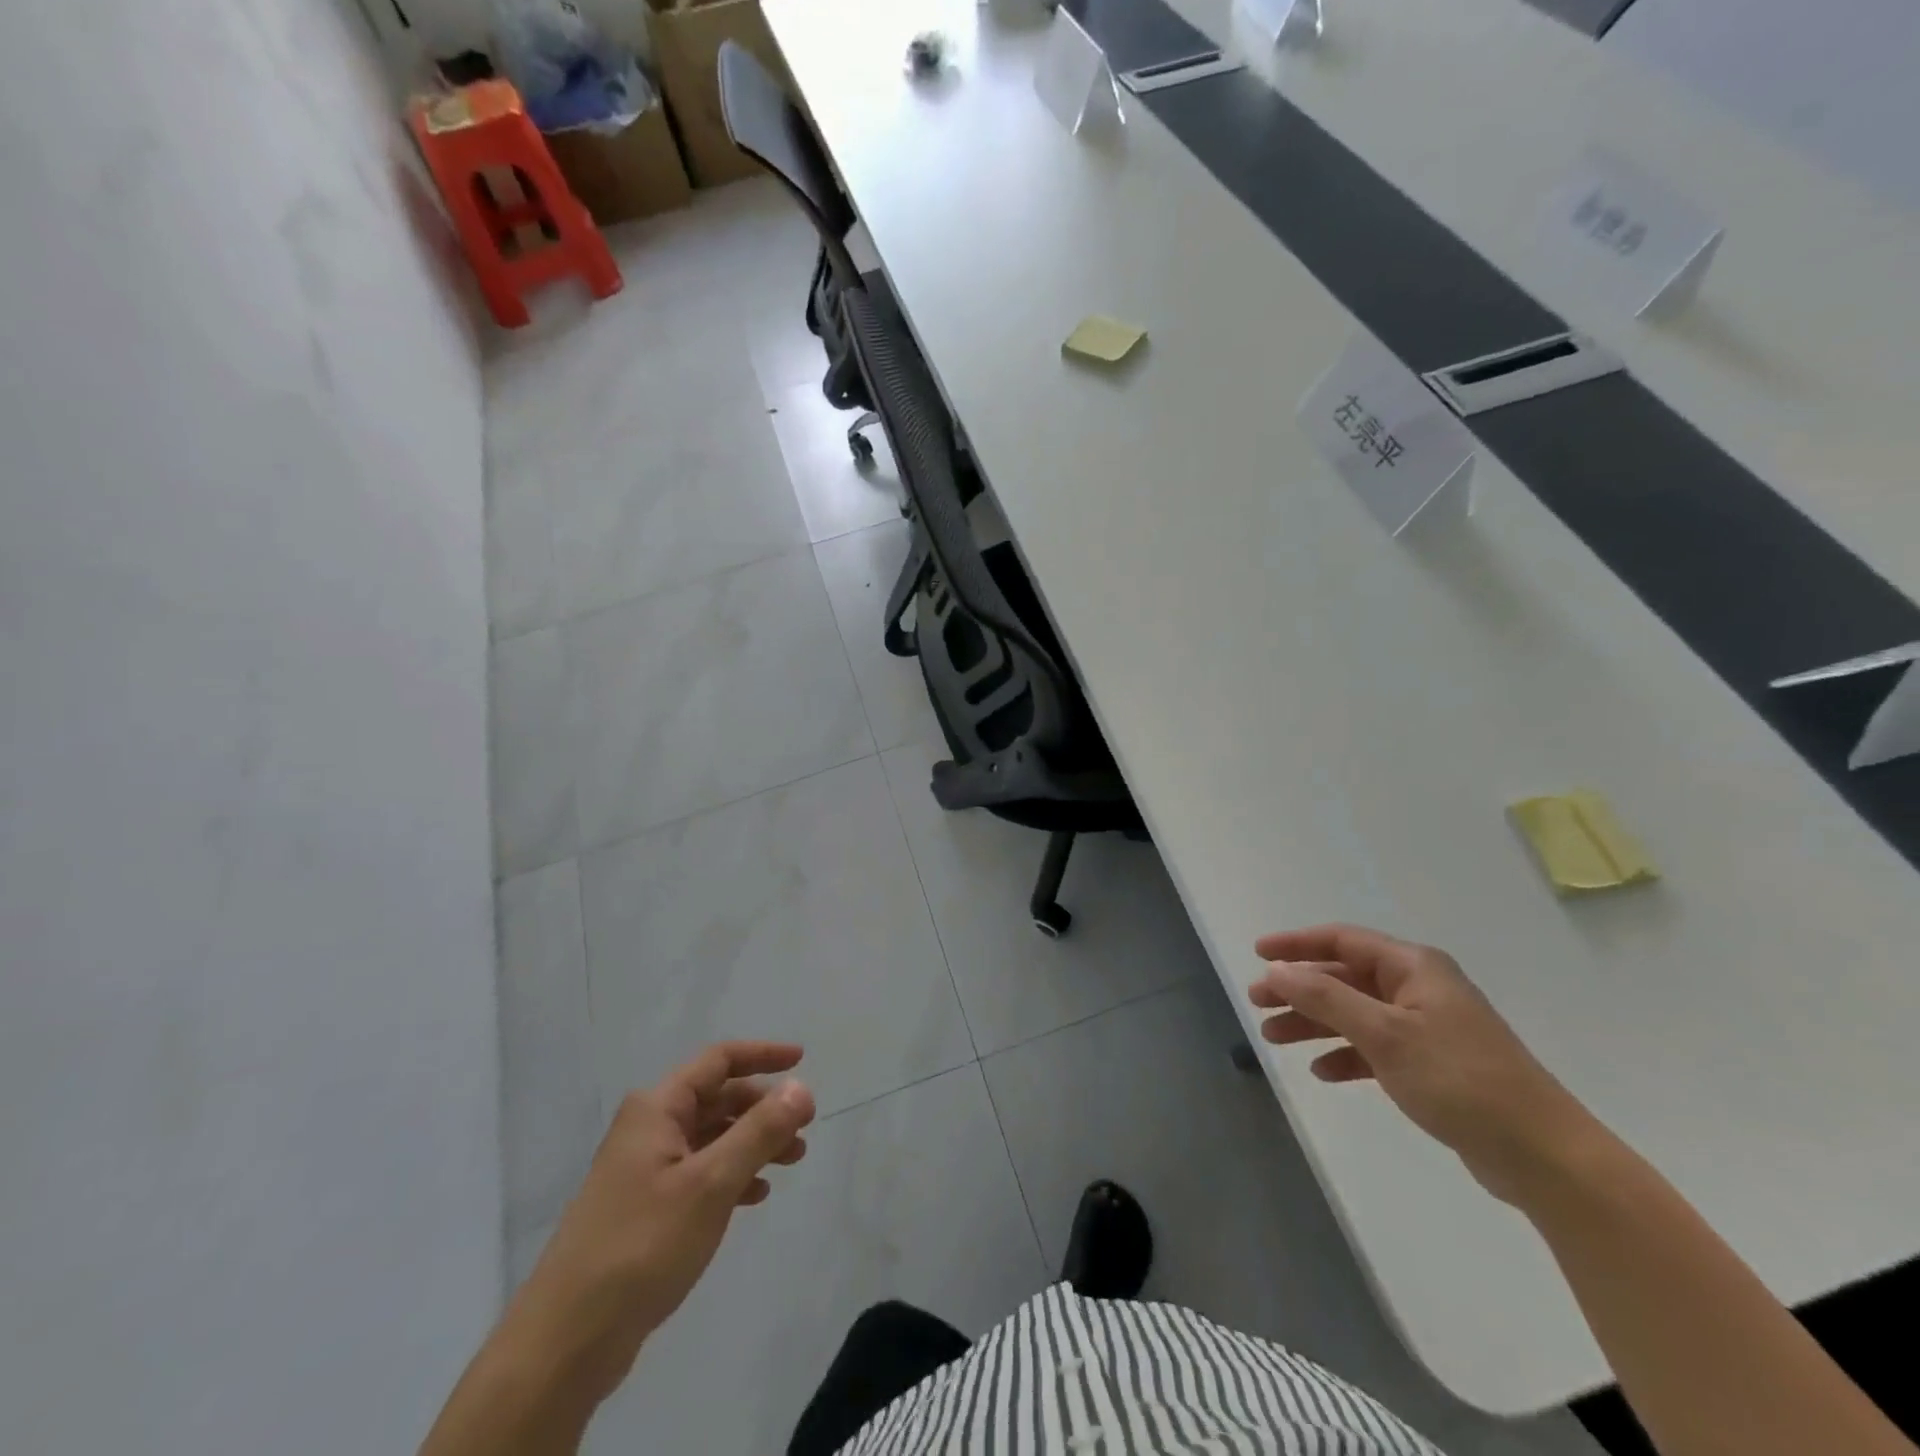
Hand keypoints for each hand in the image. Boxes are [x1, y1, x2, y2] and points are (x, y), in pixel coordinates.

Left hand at [502, 1042, 816, 1408]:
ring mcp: (644, 1170)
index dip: (763, 1055)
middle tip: (804, 1127)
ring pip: (712, 1138)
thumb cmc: (643, 1244)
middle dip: (763, 1108)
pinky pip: (700, 1174)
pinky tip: (756, 1196)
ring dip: (753, 1143)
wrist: (567, 1340)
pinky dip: (732, 1175)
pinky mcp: (645, 1208)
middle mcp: (649, 1128)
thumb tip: (801, 1088)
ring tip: (792, 1161)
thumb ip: (760, 1131)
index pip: (719, 1061)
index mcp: (658, 1108)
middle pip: (717, 1098)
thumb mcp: (712, 1182)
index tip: (802, 1060)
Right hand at [1249, 925, 1599, 1204]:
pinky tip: (1322, 1072)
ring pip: (1355, 1013)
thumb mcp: (1384, 1034)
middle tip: (1258, 1003)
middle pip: (1344, 977)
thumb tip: (1278, 971)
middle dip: (1299, 989)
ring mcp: (1428, 1027)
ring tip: (1274, 1038)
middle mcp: (1420, 988)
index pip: (1342, 940)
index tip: (1258, 954)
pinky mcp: (1433, 1065)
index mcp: (1413, 967)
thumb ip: (1325, 998)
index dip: (1296, 944)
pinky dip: (1346, 1055)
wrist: (1542, 1156)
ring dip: (1315, 1023)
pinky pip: (1375, 1048)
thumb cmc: (1460, 1080)